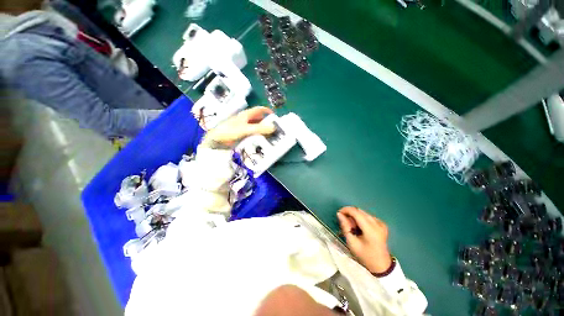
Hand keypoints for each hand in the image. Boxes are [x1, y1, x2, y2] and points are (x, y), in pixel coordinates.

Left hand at [205, 107, 275, 145]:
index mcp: (246, 115)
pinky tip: (262, 141)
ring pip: (256, 128)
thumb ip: (259, 128)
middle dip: (267, 123)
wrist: (217, 140)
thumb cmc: (230, 131)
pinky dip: (258, 137)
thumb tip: (273, 128)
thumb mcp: (246, 129)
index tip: (275, 116)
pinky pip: (253, 134)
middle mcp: (246, 120)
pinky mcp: (243, 135)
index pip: (259, 110)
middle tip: (275, 129)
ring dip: (263, 131)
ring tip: (271, 136)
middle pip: (259, 120)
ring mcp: (244, 128)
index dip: (267, 111)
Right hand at [337, 206, 391, 273]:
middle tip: (344, 222)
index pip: (356, 212)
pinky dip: (360, 218)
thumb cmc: (365, 256)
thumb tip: (339, 214)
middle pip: (359, 211)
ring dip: (355, 216)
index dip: (346, 210)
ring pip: (363, 212)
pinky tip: (359, 227)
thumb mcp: (352, 243)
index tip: (339, 213)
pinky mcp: (382, 224)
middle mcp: (377, 223)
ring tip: (352, 227)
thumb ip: (345, 227)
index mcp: (371, 230)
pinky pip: (367, 216)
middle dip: (350, 213)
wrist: (381, 265)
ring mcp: (381, 223)